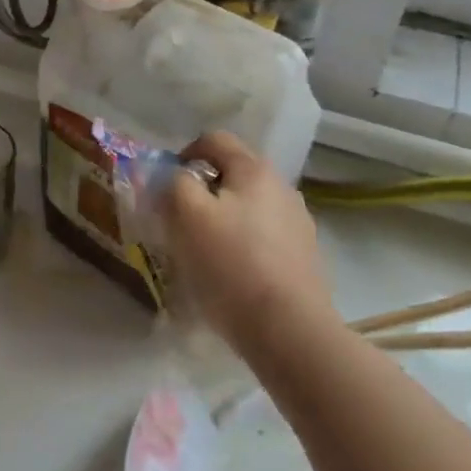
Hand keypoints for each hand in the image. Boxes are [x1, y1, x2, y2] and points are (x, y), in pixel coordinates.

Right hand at [165, 132, 331, 360]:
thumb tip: (175, 177)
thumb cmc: (231, 265)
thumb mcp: (187, 215)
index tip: (167, 185)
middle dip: (203, 191)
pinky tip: (232, 274)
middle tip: (180, 220)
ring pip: (249, 207)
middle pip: (233, 174)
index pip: (214, 140)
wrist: (289, 331)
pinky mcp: (304, 257)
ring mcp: (298, 224)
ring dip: (224, 219)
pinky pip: (264, 238)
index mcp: (254, 170)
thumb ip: (174, 184)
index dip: (184, 155)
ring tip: (205, 251)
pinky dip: (244, 245)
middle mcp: (282, 188)